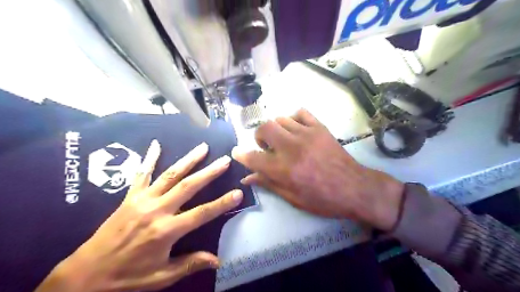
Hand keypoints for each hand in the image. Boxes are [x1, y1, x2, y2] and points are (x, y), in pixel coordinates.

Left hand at [37, 141, 243, 290]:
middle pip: (188, 186)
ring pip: (170, 175)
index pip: (202, 213)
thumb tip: (217, 260)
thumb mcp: (161, 276)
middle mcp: (157, 210)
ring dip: (188, 160)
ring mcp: (142, 200)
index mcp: (167, 231)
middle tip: (224, 159)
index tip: (238, 192)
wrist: (85, 275)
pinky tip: (156, 144)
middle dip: (209, 172)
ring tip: (202, 148)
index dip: (222, 203)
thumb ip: (190, 264)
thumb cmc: (127, 277)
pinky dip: (149, 158)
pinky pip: (141, 174)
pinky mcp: (130, 197)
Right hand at [232, 109, 405, 230]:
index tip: (237, 153)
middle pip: (265, 128)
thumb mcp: (293, 198)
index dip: (241, 155)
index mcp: (284, 169)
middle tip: (266, 146)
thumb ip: (269, 184)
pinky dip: (293, 119)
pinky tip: (296, 130)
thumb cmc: (322, 199)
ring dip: (276, 129)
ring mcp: (307, 134)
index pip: (253, 157)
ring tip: (283, 140)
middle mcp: (292, 148)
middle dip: (259, 136)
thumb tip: (247, 178)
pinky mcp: (320, 128)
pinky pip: (300, 112)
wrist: (354, 188)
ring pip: (280, 119)